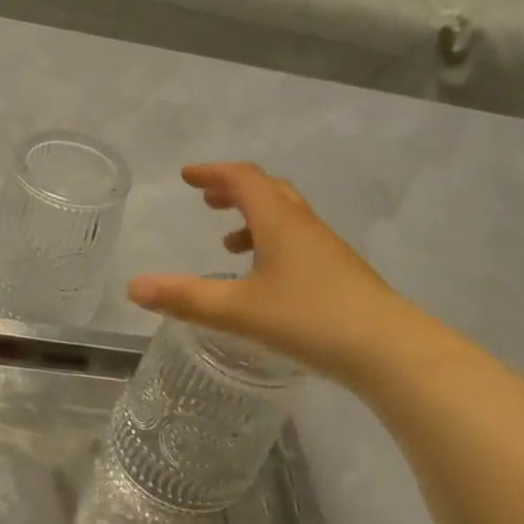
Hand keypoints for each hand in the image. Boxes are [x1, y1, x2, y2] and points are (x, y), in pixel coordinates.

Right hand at [126, 162, 415, 384]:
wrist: (390, 351)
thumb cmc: (310, 319)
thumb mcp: (238, 310)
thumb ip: (185, 298)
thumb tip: (133, 287)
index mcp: (280, 222)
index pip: (244, 179)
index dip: (213, 172)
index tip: (187, 175)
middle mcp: (304, 227)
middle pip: (269, 191)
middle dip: (234, 190)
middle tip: (207, 199)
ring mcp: (327, 250)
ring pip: (287, 218)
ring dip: (254, 219)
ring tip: (229, 244)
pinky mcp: (340, 275)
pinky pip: (299, 243)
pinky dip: (273, 245)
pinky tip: (265, 281)